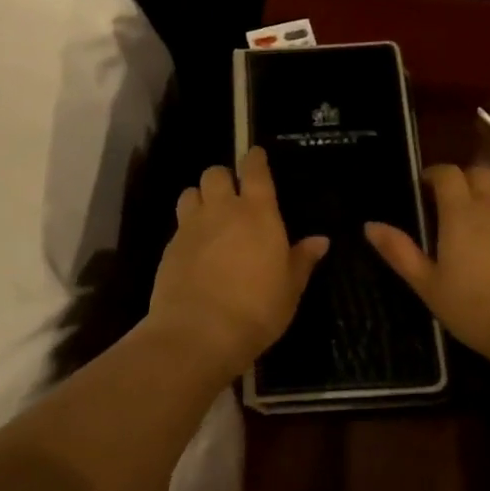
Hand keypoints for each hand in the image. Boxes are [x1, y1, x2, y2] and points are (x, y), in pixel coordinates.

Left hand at [146, 147, 328, 375]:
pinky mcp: (169, 248)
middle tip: (233, 197)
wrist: (198, 333)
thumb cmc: (256, 309)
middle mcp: (222, 210)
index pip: (254, 170)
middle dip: (223, 178)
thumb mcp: (290, 288)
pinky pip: (179, 225)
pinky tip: (196, 250)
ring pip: (190, 193)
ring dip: (200, 198)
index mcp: (257, 213)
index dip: (255, 159)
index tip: (256, 157)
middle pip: (215, 173)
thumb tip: (320, 240)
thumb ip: (302, 260)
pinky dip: (188, 229)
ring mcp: (191, 227)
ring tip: (210, 218)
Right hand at [366, 164, 489, 371]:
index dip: (435, 174)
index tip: (424, 186)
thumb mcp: (428, 286)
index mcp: (461, 213)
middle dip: (464, 179)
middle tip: (451, 200)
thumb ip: (400, 252)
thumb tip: (370, 226)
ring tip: (484, 211)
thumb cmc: (475, 309)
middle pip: (481, 173)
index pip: (449, 174)